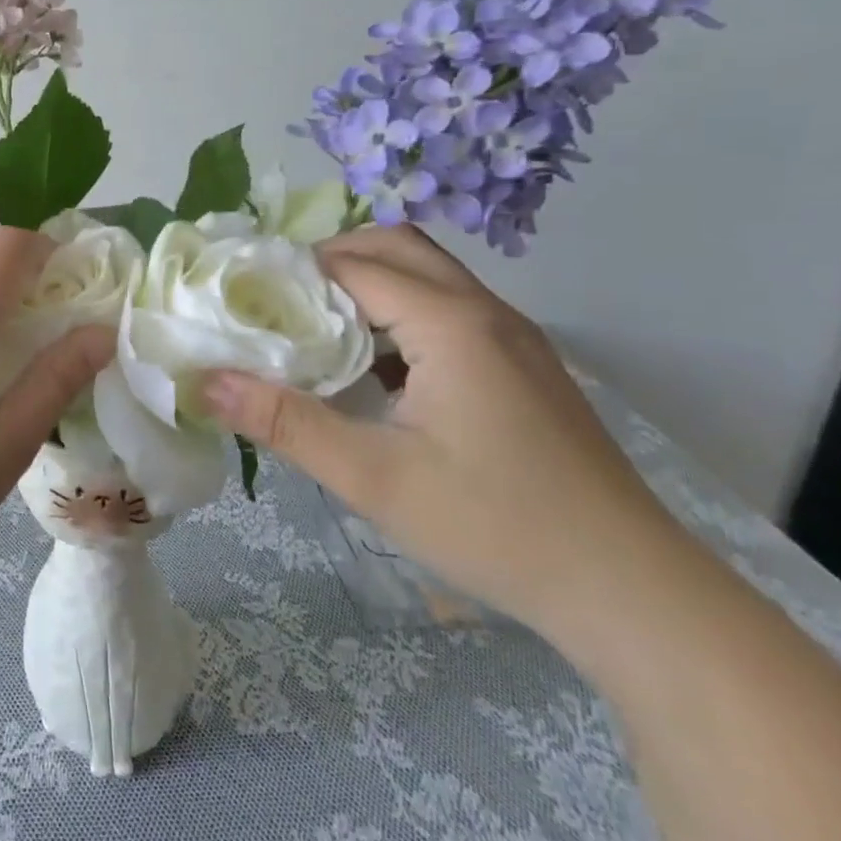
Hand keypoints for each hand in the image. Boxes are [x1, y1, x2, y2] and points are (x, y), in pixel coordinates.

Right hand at [202, 225, 687, 648]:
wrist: (635, 594)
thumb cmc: (496, 526)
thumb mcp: (374, 478)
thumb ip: (285, 423)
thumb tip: (205, 381)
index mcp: (451, 324)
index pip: (353, 264)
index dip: (292, 271)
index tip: (244, 295)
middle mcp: (485, 312)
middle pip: (396, 246)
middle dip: (331, 259)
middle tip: (279, 301)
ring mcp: (513, 338)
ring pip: (427, 275)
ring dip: (367, 284)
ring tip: (316, 328)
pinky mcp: (523, 367)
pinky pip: (449, 310)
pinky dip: (400, 313)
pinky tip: (376, 370)